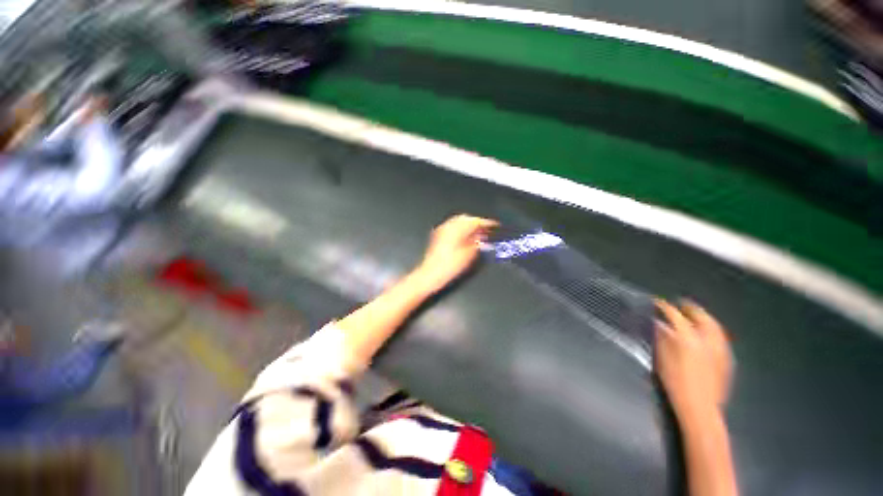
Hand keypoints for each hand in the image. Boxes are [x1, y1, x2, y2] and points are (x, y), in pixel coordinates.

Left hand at [414, 215, 497, 293]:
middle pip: (466, 218)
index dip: (487, 223)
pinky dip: (460, 229)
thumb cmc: (449, 266)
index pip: (476, 221)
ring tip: (478, 234)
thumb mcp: (469, 255)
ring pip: (458, 221)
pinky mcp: (438, 235)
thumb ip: (478, 243)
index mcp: (457, 229)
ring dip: (469, 225)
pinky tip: (465, 237)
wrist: (431, 274)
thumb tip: (484, 238)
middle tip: (487, 230)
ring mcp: (442, 230)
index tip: (495, 226)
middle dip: (477, 223)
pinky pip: (452, 226)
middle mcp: (449, 226)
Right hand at [655, 300, 732, 420]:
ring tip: (695, 315)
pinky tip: (706, 333)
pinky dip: (712, 330)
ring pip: (714, 325)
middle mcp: (707, 339)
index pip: (675, 315)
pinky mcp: (727, 358)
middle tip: (680, 304)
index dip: (664, 307)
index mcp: (688, 338)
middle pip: (701, 316)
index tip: (656, 302)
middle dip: (690, 308)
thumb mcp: (662, 359)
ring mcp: (720, 349)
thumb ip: (661, 338)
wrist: (700, 407)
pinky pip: (720, 337)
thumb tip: (658, 324)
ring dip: (703, 317)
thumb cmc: (676, 382)